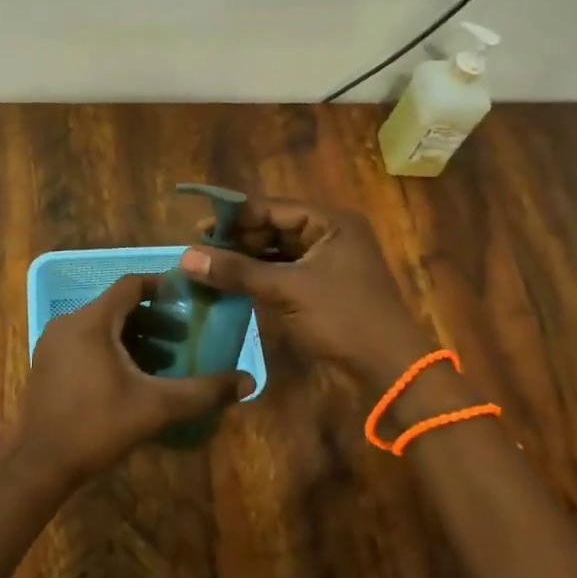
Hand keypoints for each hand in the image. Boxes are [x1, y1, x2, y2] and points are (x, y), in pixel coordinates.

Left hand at [20, 274, 254, 483]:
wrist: (39, 465)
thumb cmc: (97, 426)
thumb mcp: (155, 407)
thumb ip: (202, 392)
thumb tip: (248, 382)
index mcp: (91, 321)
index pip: (131, 285)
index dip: (162, 287)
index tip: (188, 300)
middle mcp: (68, 323)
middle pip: (116, 307)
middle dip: (153, 319)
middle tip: (183, 338)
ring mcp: (53, 344)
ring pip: (101, 327)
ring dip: (133, 337)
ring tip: (163, 362)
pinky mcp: (47, 365)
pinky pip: (85, 343)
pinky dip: (111, 350)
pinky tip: (131, 379)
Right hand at [180, 196, 431, 398]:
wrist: (389, 369)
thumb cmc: (343, 318)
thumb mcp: (288, 290)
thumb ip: (238, 271)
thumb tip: (187, 257)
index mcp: (331, 223)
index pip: (273, 208)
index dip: (235, 216)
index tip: (198, 227)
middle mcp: (330, 235)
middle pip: (274, 228)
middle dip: (238, 239)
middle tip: (199, 249)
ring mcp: (327, 262)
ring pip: (277, 252)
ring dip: (246, 259)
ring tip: (209, 265)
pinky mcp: (322, 287)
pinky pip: (283, 272)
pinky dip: (259, 276)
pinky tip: (231, 282)